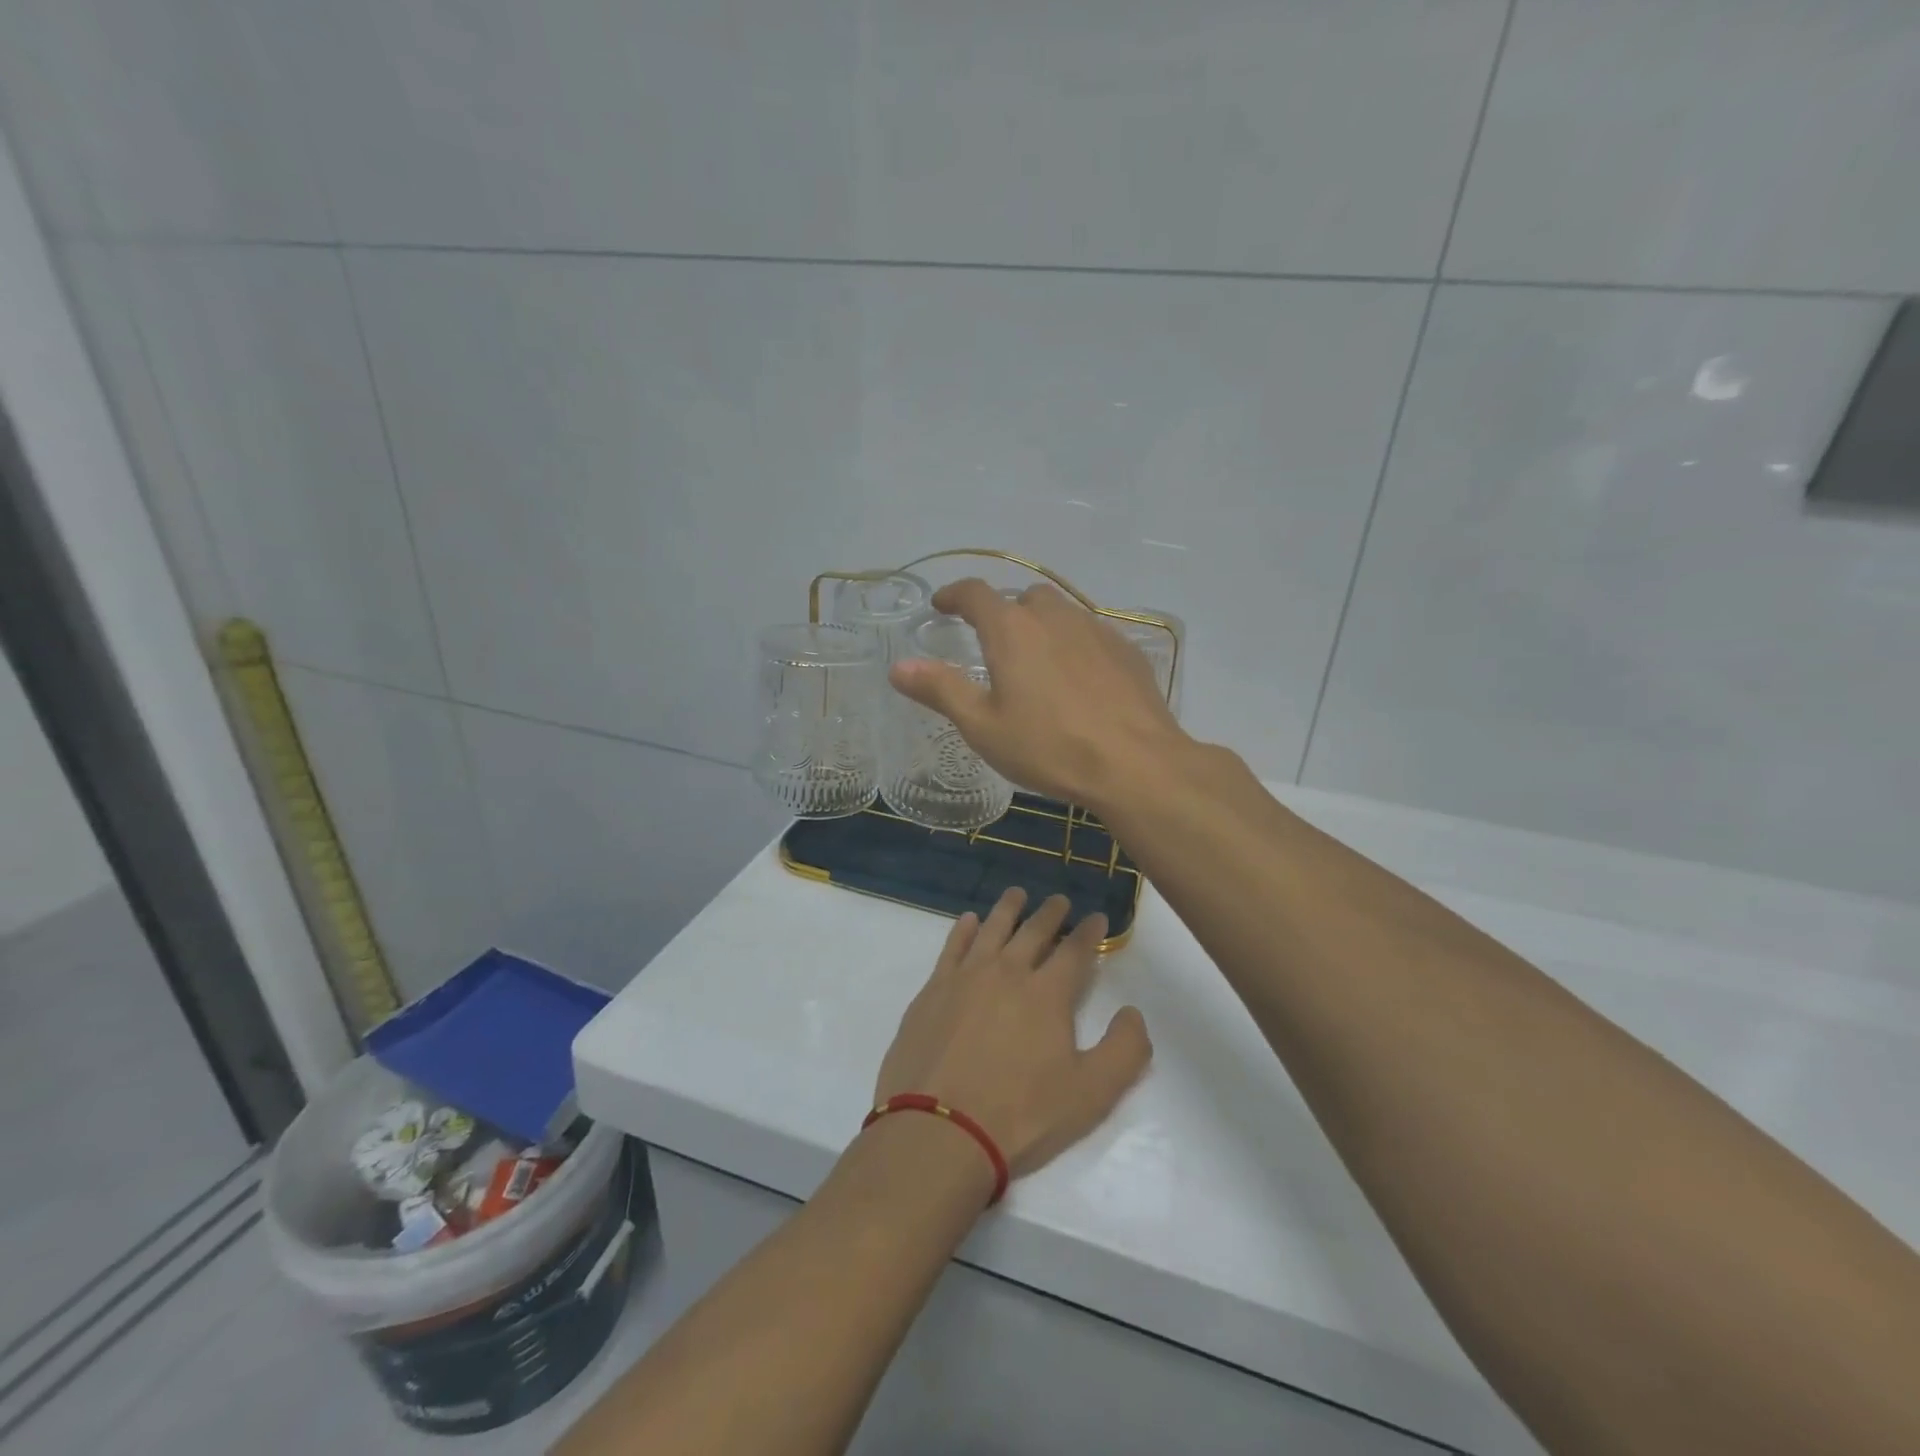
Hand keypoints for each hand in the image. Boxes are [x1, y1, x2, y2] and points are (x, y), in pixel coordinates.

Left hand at [873, 888, 1151, 1180]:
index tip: (1097, 918)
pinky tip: (969, 921)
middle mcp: (1008, 972)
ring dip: (1008, 909)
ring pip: (992, 929)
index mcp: (1048, 993)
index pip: (1075, 950)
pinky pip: (952, 947)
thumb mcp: (1091, 1094)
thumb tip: (1133, 1012)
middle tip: (1059, 900)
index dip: (1089, 932)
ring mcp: (965, 977)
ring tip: (1017, 894)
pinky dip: (963, 930)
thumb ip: (1125, 1050)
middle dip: (1051, 913)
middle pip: (1033, 931)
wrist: (940, 1130)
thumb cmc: (1021, 1115)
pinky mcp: (933, 990)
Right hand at [889, 579, 1190, 810]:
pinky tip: (1077, 680)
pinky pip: (1090, 635)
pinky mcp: (1126, 650)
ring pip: (1060, 613)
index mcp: (1012, 629)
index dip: (953, 595)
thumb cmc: (1049, 747)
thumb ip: (940, 690)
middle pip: (1022, 599)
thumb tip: (899, 667)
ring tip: (1035, 661)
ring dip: (1040, 626)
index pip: (975, 593)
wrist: (1135, 764)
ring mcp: (1096, 630)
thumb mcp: (983, 726)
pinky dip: (1073, 645)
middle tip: (992, 642)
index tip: (941, 605)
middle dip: (1002, 612)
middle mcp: (1054, 617)